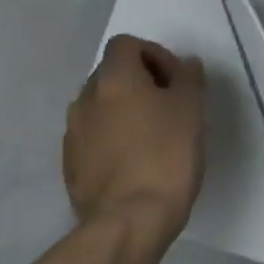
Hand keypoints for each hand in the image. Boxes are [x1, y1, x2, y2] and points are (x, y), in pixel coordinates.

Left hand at [64, 36, 206, 259]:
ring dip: (125, 110)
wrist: (130, 219)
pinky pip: (93, 136)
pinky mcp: (71, 164)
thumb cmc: (167, 154)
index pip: (126, 44)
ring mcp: (73, 133)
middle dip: (140, 82)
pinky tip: (136, 160)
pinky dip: (113, 138)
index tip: (176, 80)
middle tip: (170, 105)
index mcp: (114, 79)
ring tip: (154, 134)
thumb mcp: (192, 109)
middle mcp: (86, 98)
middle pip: (111, 73)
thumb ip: (189, 78)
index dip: (154, 54)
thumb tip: (185, 65)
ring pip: (101, 106)